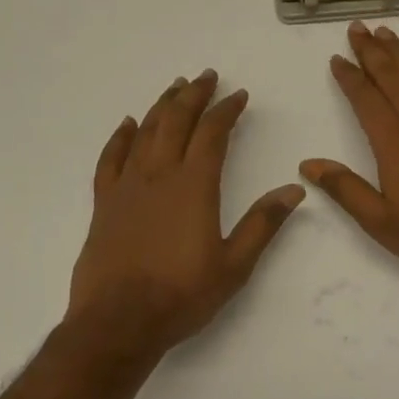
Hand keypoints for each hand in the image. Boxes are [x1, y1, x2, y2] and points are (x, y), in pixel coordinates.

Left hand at [69, 70, 304, 352]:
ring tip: (175, 87)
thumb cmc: (181, 295)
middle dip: (194, 95)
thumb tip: (294, 189)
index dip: (227, 110)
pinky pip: (110, 158)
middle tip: (206, 75)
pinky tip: (127, 124)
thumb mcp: (234, 265)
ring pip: (145, 132)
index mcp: (194, 186)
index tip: (239, 95)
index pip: (213, 134)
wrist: (117, 322)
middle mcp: (159, 175)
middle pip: (177, 121)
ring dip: (162, 106)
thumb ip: (263, 224)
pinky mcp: (104, 203)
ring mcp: (127, 186)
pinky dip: (120, 136)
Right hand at [301, 23, 398, 287]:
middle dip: (371, 51)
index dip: (349, 76)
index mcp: (393, 141)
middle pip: (390, 75)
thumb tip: (308, 164)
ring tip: (384, 32)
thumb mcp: (381, 221)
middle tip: (357, 28)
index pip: (365, 98)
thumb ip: (345, 189)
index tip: (337, 58)